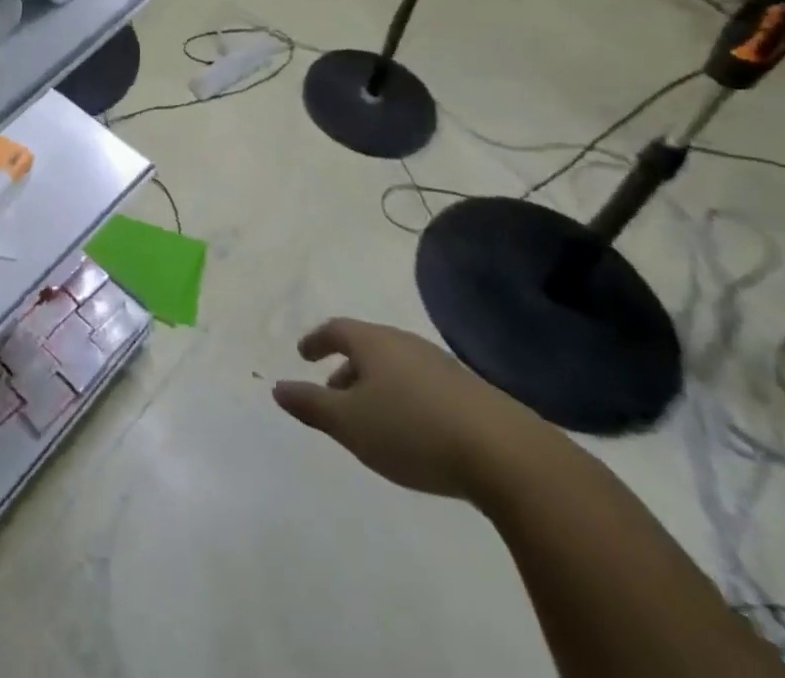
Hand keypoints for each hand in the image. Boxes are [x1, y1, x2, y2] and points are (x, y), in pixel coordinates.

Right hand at [271, 318, 551, 501]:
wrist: (507, 455)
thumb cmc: (413, 430)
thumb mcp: (350, 424)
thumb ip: (311, 405)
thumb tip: (277, 387)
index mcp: (374, 343)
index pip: (336, 329)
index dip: (316, 340)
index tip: (303, 354)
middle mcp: (406, 344)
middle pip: (368, 347)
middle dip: (347, 368)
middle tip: (334, 393)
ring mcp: (442, 366)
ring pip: (397, 367)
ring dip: (378, 385)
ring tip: (372, 417)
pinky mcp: (472, 394)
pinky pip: (424, 386)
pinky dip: (406, 399)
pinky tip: (414, 431)